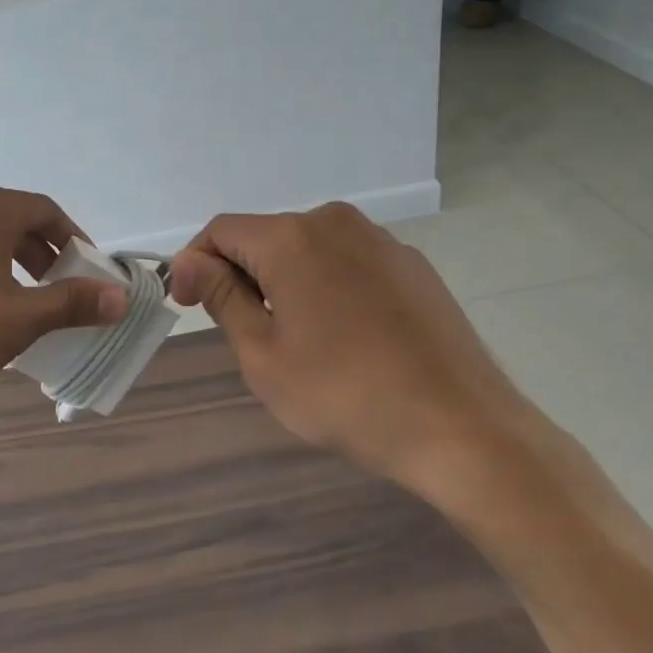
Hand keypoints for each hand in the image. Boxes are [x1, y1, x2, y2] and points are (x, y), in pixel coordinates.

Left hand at [0, 181, 127, 405]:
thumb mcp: (16, 320)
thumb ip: (71, 304)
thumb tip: (121, 296)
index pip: (47, 211)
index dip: (75, 241)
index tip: (90, 274)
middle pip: (16, 220)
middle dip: (45, 255)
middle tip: (60, 293)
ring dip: (12, 263)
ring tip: (21, 303)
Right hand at [169, 203, 530, 497]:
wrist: (464, 429)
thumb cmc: (346, 396)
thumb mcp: (263, 355)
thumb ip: (221, 298)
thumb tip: (188, 262)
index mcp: (291, 238)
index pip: (221, 231)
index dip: (196, 264)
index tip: (189, 306)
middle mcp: (334, 222)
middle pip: (265, 237)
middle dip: (242, 275)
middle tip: (245, 334)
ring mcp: (380, 241)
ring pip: (308, 249)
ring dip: (286, 281)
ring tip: (300, 339)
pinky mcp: (413, 265)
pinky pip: (349, 262)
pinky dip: (329, 286)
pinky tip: (347, 336)